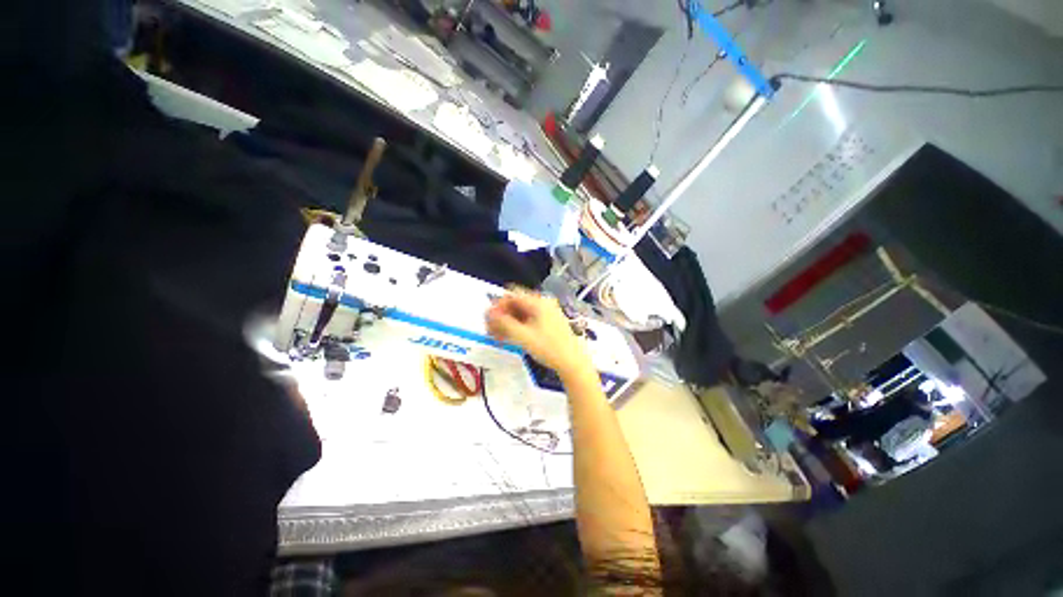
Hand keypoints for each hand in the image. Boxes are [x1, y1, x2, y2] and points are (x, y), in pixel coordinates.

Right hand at [486, 288, 592, 379]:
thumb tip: (488, 313)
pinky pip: (529, 320)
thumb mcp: (523, 336)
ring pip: (522, 313)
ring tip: (498, 337)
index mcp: (538, 302)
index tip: (488, 319)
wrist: (572, 363)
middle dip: (502, 315)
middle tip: (490, 330)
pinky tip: (510, 338)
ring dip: (508, 322)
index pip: (513, 295)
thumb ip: (504, 323)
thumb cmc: (548, 348)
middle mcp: (543, 304)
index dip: (498, 305)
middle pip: (517, 304)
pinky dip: (518, 327)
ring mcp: (547, 314)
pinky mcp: (549, 323)